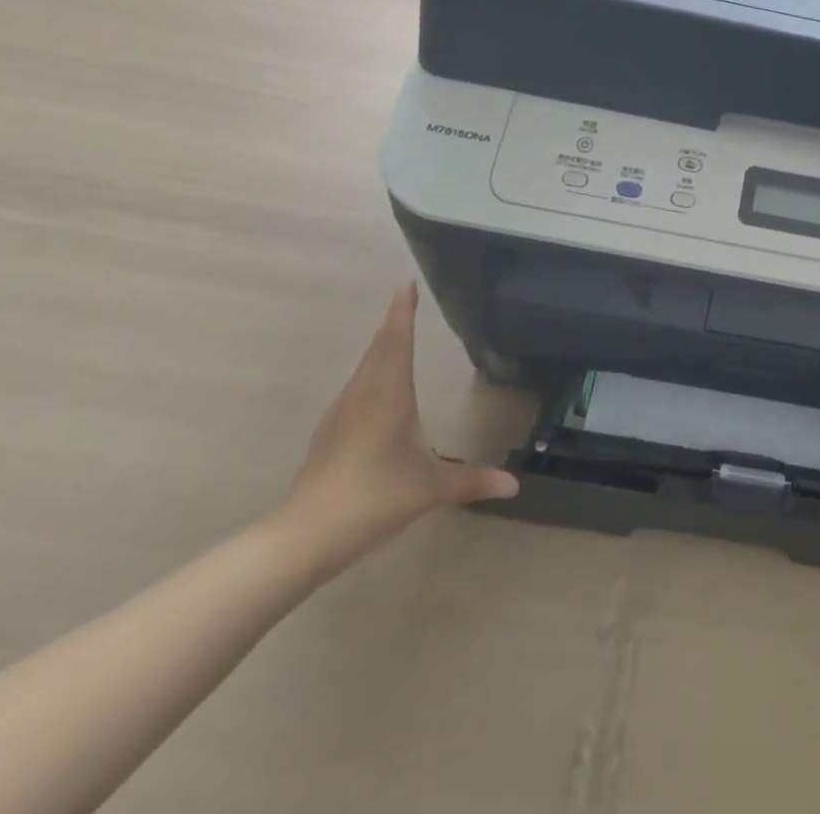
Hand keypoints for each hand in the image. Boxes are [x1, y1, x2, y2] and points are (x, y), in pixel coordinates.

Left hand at [278, 283, 517, 575]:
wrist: (305, 536)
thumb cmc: (374, 497)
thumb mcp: (430, 488)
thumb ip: (472, 481)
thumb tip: (514, 484)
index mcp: (389, 394)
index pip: (397, 340)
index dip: (403, 311)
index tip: (407, 284)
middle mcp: (363, 394)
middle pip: (379, 348)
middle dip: (394, 323)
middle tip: (406, 299)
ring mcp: (341, 413)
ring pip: (364, 368)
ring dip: (381, 347)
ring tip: (396, 335)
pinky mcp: (329, 433)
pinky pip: (356, 388)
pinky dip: (371, 373)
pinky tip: (377, 389)